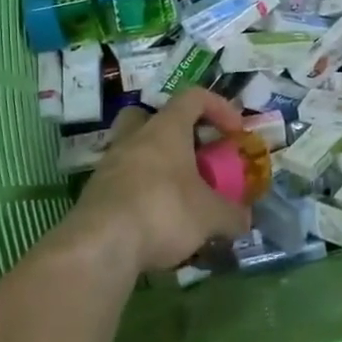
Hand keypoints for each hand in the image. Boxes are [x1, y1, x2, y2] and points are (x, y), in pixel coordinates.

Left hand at [66, 88, 252, 273]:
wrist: (101, 245)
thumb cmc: (163, 211)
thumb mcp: (210, 216)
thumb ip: (232, 215)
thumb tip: (245, 220)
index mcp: (165, 129)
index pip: (193, 97)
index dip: (219, 107)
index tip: (235, 132)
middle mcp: (134, 137)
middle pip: (152, 116)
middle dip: (175, 131)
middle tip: (194, 154)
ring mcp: (110, 163)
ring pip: (136, 149)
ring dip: (158, 165)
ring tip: (179, 194)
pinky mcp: (96, 193)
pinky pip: (124, 181)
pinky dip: (142, 192)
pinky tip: (156, 219)